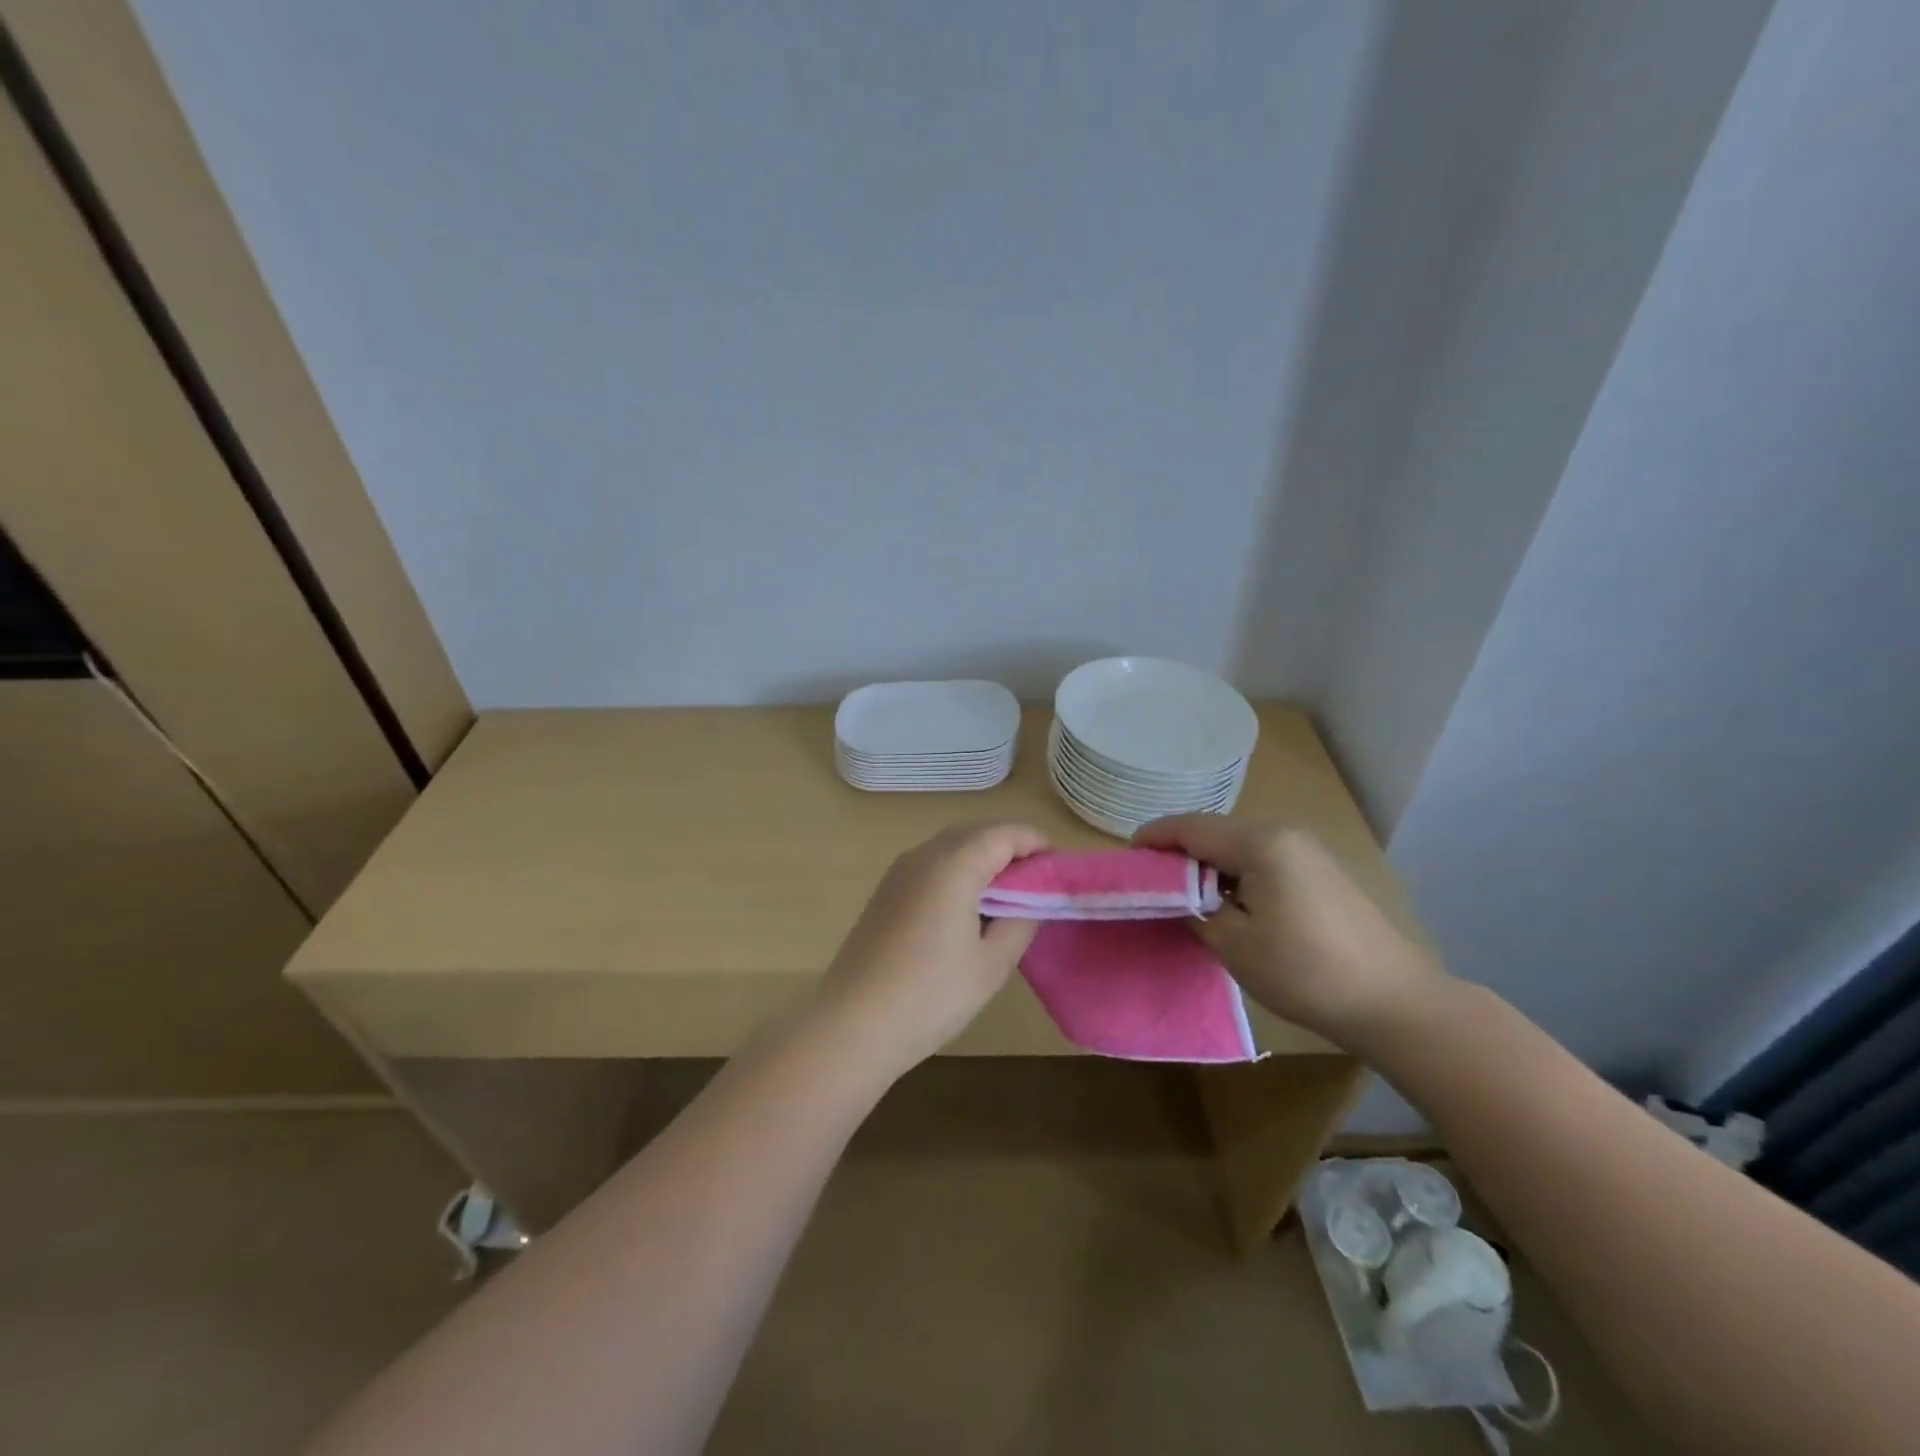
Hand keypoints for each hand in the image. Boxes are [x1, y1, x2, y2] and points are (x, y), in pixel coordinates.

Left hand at [814, 823, 1047, 1074]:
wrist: (852, 1025)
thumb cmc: (930, 996)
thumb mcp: (992, 964)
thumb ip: (1021, 921)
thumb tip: (1032, 899)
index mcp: (953, 864)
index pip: (1004, 833)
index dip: (1036, 843)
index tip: (1061, 868)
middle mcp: (924, 855)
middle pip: (977, 833)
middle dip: (1011, 849)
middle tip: (1039, 884)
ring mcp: (899, 871)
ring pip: (952, 847)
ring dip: (984, 860)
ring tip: (1009, 897)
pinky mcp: (886, 891)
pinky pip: (932, 865)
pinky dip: (959, 872)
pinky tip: (969, 908)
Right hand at [1131, 815, 1445, 1047]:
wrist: (1396, 1002)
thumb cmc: (1305, 971)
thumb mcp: (1234, 943)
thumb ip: (1196, 909)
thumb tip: (1181, 895)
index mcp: (1260, 843)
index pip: (1190, 827)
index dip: (1153, 838)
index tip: (1126, 858)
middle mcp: (1284, 834)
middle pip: (1215, 831)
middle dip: (1179, 851)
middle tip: (1151, 881)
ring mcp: (1307, 851)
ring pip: (1239, 845)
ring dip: (1208, 864)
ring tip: (1185, 895)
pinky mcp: (1321, 872)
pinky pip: (1263, 860)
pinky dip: (1236, 874)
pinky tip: (1229, 903)